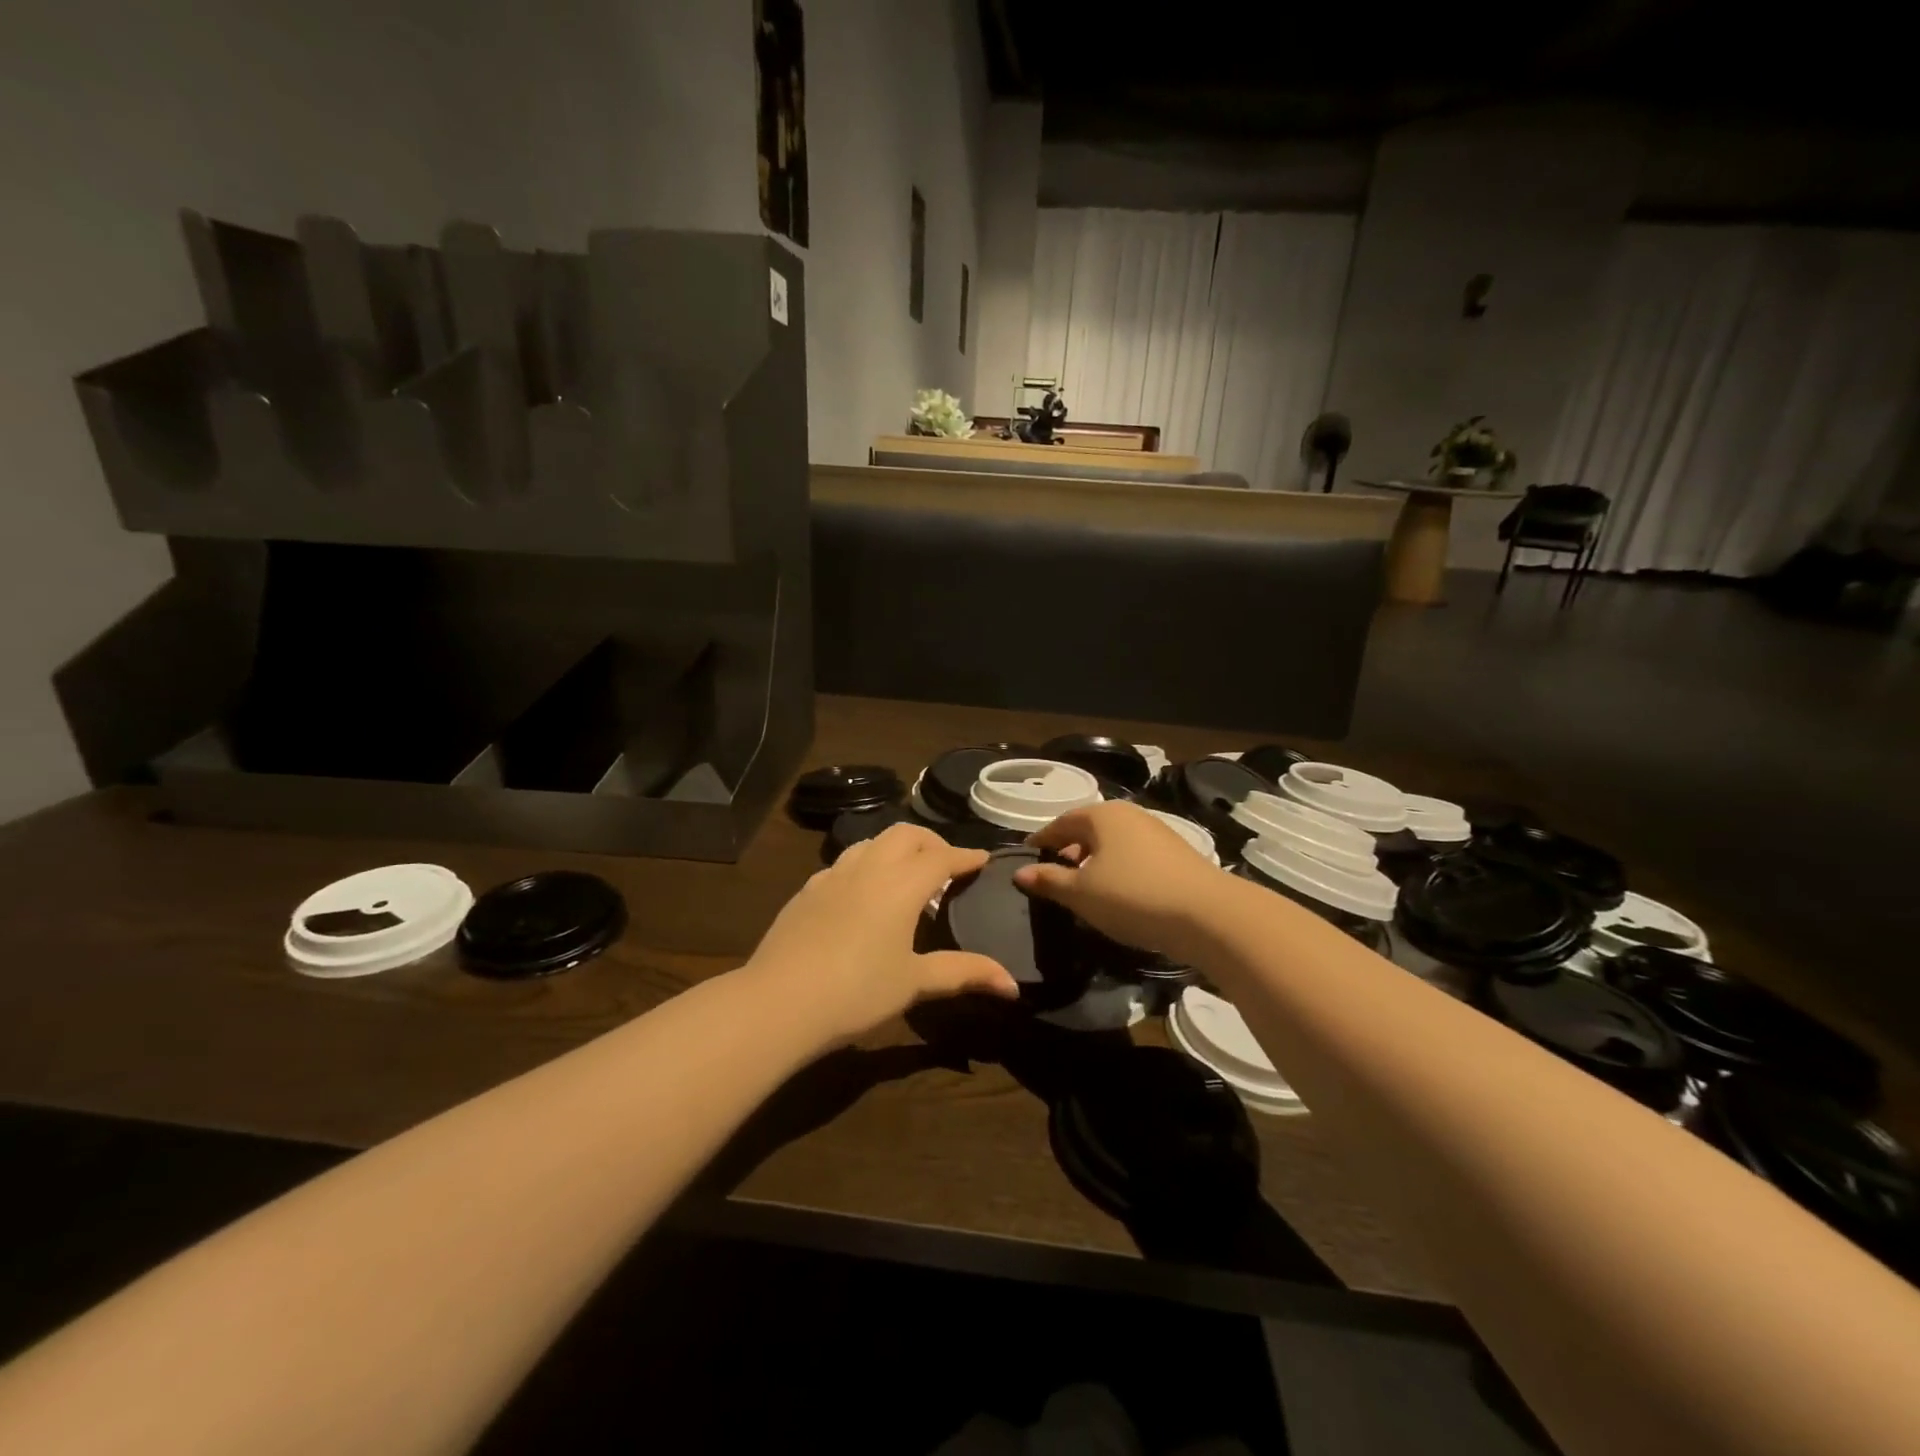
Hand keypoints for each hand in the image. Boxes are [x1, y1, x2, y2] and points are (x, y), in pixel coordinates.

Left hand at [747, 823, 1019, 1044]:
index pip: (942, 857)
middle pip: (906, 834)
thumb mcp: (915, 982)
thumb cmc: (857, 991)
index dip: (966, 856)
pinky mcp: (807, 890)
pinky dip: (865, 865)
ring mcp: (833, 875)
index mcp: (901, 884)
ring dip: (895, 848)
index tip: (983, 859)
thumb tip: (1012, 983)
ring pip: (871, 842)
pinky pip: (844, 863)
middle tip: (946, 864)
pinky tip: (861, 893)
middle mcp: (869, 867)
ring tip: (905, 874)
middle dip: (931, 842)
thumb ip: (964, 973)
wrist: (779, 1001)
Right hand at [1014, 801, 1231, 960]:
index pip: (1060, 823)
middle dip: (1068, 850)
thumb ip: (1048, 880)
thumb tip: (1020, 872)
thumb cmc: (1132, 896)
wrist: (1208, 914)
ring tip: (1084, 888)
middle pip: (1088, 829)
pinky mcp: (1176, 853)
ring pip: (1113, 842)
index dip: (1041, 840)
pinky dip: (1118, 868)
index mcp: (1101, 815)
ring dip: (1094, 861)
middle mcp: (1129, 814)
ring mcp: (1156, 831)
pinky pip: (1134, 855)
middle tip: (1053, 875)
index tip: (1026, 856)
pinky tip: (1118, 893)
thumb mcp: (1081, 893)